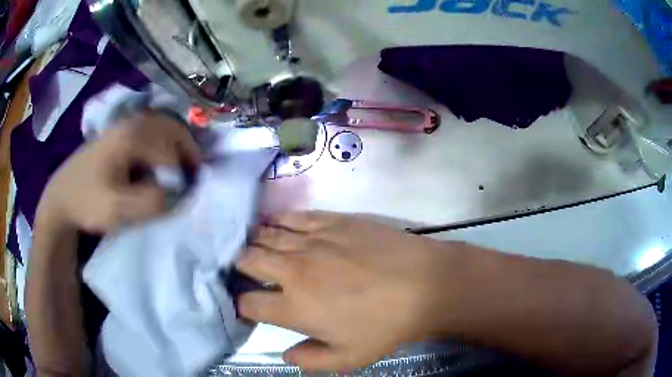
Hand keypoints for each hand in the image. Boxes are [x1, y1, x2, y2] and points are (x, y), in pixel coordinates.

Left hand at [36, 111, 199, 233]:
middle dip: (188, 150)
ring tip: (182, 167)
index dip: (182, 174)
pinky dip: (164, 143)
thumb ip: (150, 203)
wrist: (62, 197)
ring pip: (163, 127)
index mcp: (130, 136)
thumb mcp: (117, 210)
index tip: (186, 196)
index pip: (169, 151)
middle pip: (171, 128)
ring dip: (177, 145)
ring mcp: (124, 126)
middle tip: (194, 174)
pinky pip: (151, 131)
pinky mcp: (120, 134)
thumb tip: (178, 195)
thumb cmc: (86, 202)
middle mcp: (131, 123)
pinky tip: (161, 161)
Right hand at [237, 212, 460, 371]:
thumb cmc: (386, 326)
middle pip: (248, 260)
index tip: (248, 307)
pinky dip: (278, 220)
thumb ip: (310, 361)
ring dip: (254, 241)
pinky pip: (294, 216)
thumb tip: (285, 355)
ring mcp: (312, 241)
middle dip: (240, 266)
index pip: (248, 302)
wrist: (424, 284)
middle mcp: (294, 269)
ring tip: (252, 245)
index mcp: (294, 306)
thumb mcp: (349, 358)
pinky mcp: (332, 221)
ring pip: (265, 234)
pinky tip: (274, 222)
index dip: (243, 306)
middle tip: (245, 270)